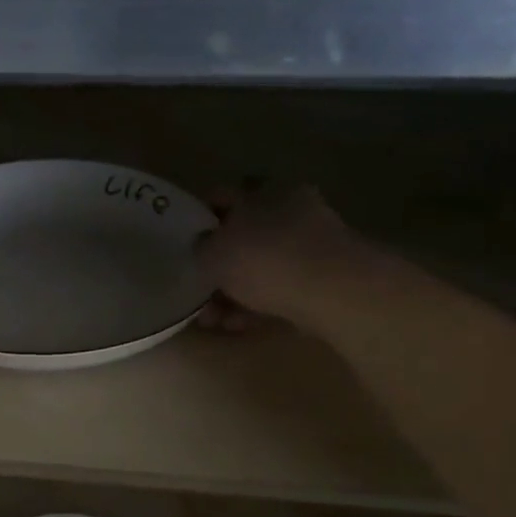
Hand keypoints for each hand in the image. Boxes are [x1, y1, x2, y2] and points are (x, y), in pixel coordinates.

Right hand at [195, 186, 375, 327]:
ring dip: (236, 291)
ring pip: (262, 267)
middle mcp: (288, 209)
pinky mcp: (325, 277)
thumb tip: (202, 248)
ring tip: (214, 319)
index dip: (200, 217)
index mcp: (260, 191)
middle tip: (199, 290)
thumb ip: (201, 249)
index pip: (222, 196)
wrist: (331, 290)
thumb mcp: (213, 253)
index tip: (185, 242)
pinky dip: (259, 305)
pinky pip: (281, 288)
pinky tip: (240, 325)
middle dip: (219, 265)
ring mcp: (310, 244)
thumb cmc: (264, 259)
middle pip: (244, 235)